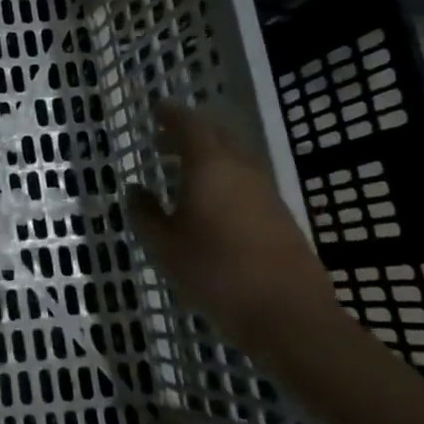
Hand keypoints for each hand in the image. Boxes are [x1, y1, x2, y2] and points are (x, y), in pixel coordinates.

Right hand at [127, 100, 335, 346]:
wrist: (287, 314)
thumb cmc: (215, 273)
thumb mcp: (165, 246)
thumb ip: (145, 214)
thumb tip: (136, 191)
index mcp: (210, 167)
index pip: (189, 126)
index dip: (171, 115)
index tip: (156, 110)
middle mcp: (241, 169)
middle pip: (216, 136)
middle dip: (189, 132)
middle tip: (163, 139)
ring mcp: (266, 192)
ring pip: (234, 158)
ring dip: (208, 156)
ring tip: (182, 169)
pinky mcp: (280, 215)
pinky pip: (246, 181)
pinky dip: (223, 177)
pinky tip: (210, 201)